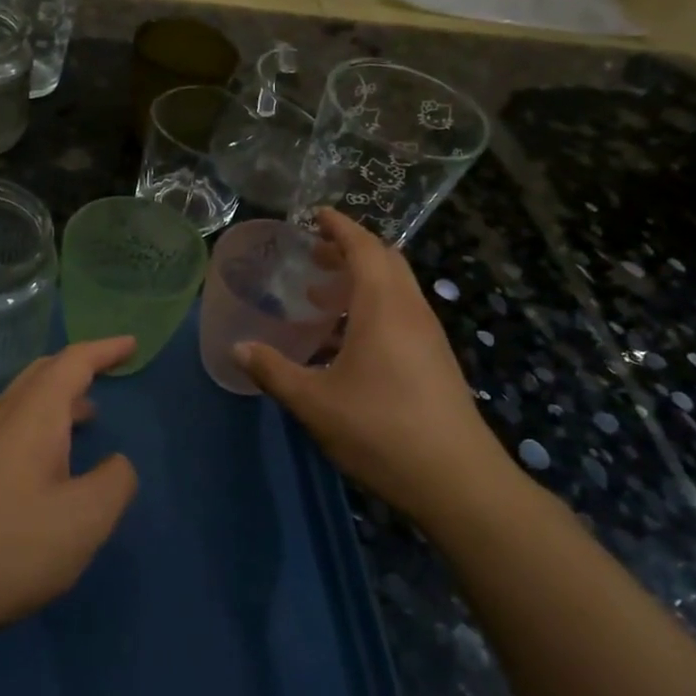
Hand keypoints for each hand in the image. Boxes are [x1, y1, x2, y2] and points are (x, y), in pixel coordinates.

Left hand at [0, 338, 140, 640]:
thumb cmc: (4, 548)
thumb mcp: (82, 521)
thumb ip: (115, 483)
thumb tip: (118, 464)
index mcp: (32, 416)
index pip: (73, 362)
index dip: (105, 350)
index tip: (131, 344)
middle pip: (41, 374)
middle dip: (79, 367)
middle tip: (110, 373)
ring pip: (21, 402)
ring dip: (57, 400)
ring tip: (86, 418)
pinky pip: (6, 429)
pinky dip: (37, 427)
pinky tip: (43, 466)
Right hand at [237, 209, 508, 519]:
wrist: (457, 480)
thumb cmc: (380, 431)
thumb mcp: (314, 402)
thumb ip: (273, 371)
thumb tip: (238, 348)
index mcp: (384, 307)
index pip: (364, 248)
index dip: (340, 228)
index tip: (316, 215)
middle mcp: (411, 312)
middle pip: (385, 262)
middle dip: (349, 251)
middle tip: (313, 255)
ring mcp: (429, 337)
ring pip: (396, 290)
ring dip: (361, 282)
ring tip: (321, 295)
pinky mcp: (436, 361)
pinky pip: (402, 315)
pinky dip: (373, 308)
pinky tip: (346, 342)